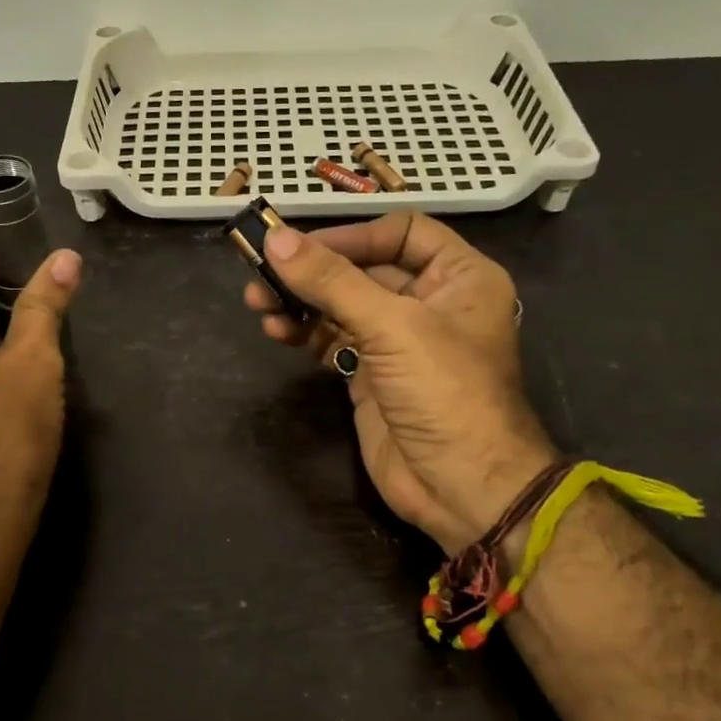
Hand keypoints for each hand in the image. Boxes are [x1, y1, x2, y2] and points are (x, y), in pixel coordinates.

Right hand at [243, 212, 555, 553]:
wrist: (462, 487)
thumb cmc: (445, 393)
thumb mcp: (393, 327)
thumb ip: (333, 282)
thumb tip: (276, 239)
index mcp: (459, 277)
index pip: (401, 233)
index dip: (352, 235)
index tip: (302, 246)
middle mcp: (431, 302)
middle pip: (364, 269)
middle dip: (313, 270)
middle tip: (262, 271)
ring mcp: (399, 342)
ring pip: (343, 305)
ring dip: (301, 301)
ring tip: (258, 303)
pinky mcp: (372, 376)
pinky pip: (333, 340)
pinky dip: (304, 333)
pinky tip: (277, 330)